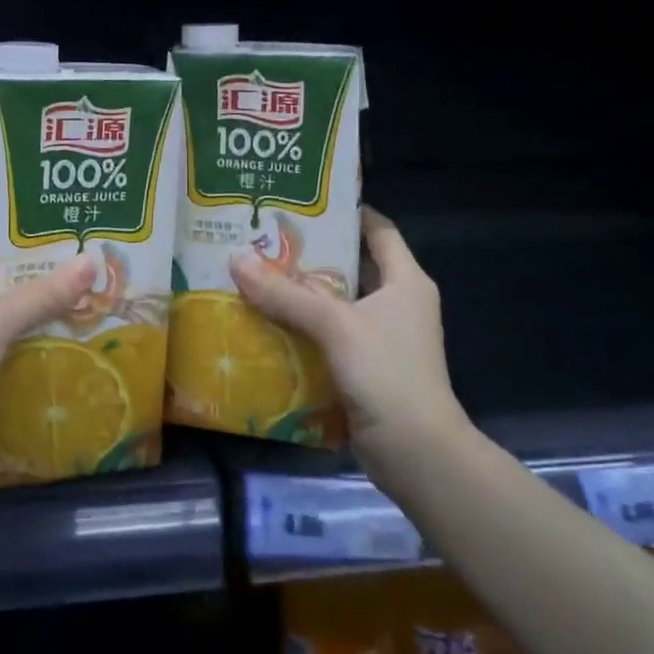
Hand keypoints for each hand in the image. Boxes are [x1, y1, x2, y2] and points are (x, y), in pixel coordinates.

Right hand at [231, 207, 467, 489]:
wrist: (416, 454)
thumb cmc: (387, 374)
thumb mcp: (335, 325)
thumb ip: (286, 294)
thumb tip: (236, 260)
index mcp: (405, 280)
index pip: (377, 229)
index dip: (346, 210)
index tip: (304, 199)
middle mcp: (397, 302)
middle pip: (350, 264)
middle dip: (310, 252)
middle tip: (265, 237)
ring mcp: (381, 336)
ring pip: (336, 301)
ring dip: (301, 292)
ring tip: (256, 273)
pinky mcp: (364, 366)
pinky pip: (328, 334)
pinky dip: (302, 326)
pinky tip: (266, 320)